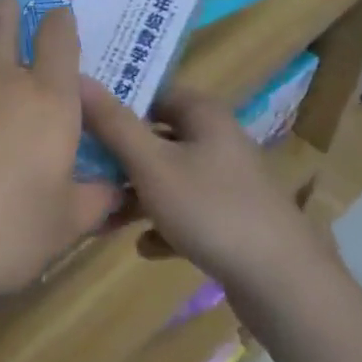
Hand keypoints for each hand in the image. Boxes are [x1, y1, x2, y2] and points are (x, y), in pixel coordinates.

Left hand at [0, 0, 116, 309]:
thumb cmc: (5, 233)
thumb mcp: (66, 224)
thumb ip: (96, 199)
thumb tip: (120, 189)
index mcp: (46, 100)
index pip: (59, 39)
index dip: (59, 21)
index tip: (57, 16)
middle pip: (3, 20)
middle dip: (8, 10)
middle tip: (7, 8)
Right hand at [79, 81, 318, 284]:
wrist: (283, 283)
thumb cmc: (211, 209)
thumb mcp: (151, 164)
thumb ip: (113, 123)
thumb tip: (78, 78)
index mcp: (204, 114)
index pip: (151, 93)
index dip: (115, 104)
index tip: (79, 121)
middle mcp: (218, 139)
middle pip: (158, 137)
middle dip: (120, 158)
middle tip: (84, 172)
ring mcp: (229, 181)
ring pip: (170, 178)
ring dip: (137, 195)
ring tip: (104, 218)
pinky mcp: (234, 219)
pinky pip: (188, 212)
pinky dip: (166, 225)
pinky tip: (147, 248)